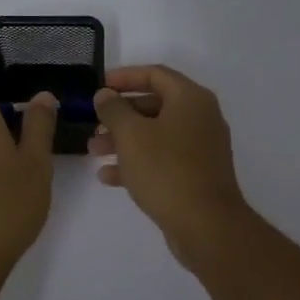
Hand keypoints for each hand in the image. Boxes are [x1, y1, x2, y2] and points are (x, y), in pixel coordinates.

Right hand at [89, 64, 250, 263]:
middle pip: (155, 105)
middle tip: (93, 124)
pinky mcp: (196, 174)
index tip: (98, 86)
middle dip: (120, 114)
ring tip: (94, 152)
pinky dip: (137, 162)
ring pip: (156, 134)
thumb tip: (105, 95)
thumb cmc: (166, 171)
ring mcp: (201, 148)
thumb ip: (114, 109)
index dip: (124, 77)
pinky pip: (163, 159)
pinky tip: (108, 177)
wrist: (206, 225)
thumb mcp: (131, 135)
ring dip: (124, 140)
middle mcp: (201, 118)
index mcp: (191, 99)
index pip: (155, 74)